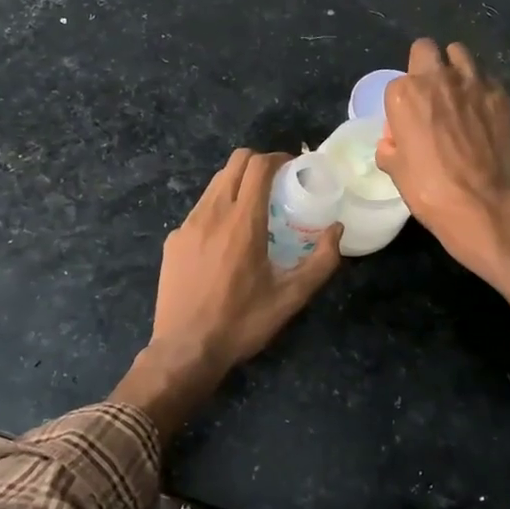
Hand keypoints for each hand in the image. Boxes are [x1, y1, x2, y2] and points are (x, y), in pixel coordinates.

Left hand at [114, 150, 341, 434]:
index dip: (278, 158)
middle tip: (277, 183)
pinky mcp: (173, 240)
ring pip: (214, 184)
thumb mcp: (291, 297)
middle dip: (258, 164)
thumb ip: (321, 261)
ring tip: (253, 209)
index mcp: (242, 222)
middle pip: (234, 163)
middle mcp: (212, 213)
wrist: (185, 350)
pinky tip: (226, 240)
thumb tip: (337, 230)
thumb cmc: (242, 322)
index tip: (293, 167)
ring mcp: (187, 225)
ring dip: (237, 184)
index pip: (258, 166)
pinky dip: (218, 209)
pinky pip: (199, 210)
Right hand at [377, 38, 509, 276]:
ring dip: (455, 68)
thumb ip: (390, 146)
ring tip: (458, 93)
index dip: (402, 102)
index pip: (397, 83)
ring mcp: (473, 83)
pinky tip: (482, 113)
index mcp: (404, 94)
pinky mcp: (500, 95)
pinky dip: (481, 90)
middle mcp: (437, 79)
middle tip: (431, 92)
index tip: (409, 121)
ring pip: (459, 53)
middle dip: (425, 64)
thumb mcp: (394, 170)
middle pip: (426, 49)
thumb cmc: (428, 189)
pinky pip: (486, 79)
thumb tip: (394, 141)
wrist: (482, 203)